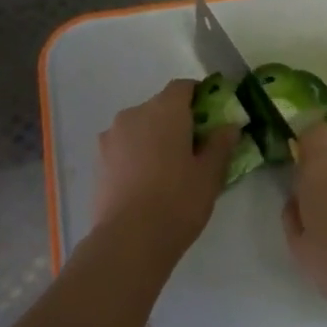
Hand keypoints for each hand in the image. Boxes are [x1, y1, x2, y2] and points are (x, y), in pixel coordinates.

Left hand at [92, 80, 237, 247]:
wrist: (129, 239)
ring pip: (139, 127)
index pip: (183, 87)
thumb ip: (221, 144)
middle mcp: (134, 114)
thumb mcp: (210, 174)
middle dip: (177, 121)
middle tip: (194, 148)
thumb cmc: (178, 201)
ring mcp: (111, 137)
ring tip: (168, 169)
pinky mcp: (98, 160)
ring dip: (154, 138)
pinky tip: (147, 182)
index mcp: (164, 110)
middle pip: (160, 107)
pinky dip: (136, 154)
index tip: (211, 117)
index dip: (199, 96)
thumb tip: (229, 126)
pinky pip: (124, 147)